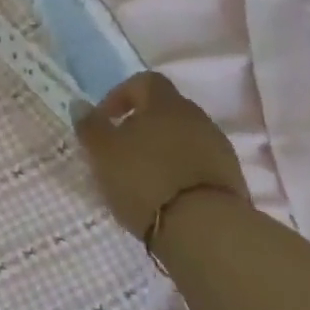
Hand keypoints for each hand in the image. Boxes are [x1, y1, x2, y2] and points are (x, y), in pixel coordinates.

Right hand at [73, 72, 247, 245]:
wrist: (204, 228)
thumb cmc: (144, 179)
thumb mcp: (102, 151)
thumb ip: (89, 125)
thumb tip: (80, 104)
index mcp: (165, 103)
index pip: (144, 81)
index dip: (120, 95)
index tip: (104, 120)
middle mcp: (196, 117)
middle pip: (164, 110)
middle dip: (140, 125)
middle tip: (119, 150)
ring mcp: (217, 147)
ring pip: (181, 137)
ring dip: (160, 149)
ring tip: (140, 176)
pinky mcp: (229, 177)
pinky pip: (196, 162)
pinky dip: (178, 170)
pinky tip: (164, 193)